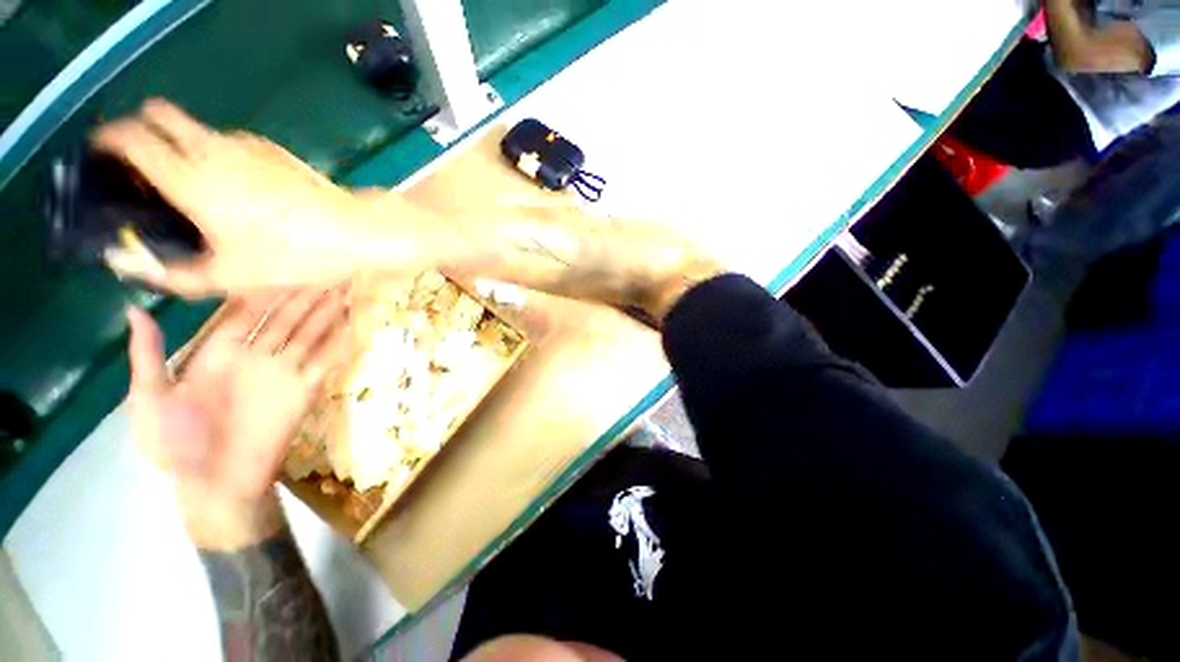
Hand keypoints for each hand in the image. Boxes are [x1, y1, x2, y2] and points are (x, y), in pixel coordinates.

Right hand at [94, 99, 440, 297]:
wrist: (359, 232)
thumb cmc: (298, 256)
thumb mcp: (232, 276)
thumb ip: (174, 274)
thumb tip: (132, 263)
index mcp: (192, 177)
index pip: (131, 137)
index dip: (107, 140)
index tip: (101, 157)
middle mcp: (213, 148)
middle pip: (158, 115)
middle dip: (139, 132)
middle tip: (141, 170)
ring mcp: (246, 143)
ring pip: (193, 127)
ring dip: (177, 144)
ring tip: (187, 185)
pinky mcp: (272, 148)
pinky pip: (226, 141)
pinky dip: (211, 153)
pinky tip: (230, 187)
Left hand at [127, 288, 351, 548]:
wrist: (215, 485)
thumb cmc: (175, 445)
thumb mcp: (149, 400)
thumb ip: (148, 356)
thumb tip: (135, 309)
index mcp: (219, 352)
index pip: (249, 310)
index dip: (268, 288)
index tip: (287, 263)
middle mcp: (257, 355)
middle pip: (287, 317)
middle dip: (308, 294)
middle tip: (331, 270)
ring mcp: (284, 372)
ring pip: (311, 333)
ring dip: (330, 312)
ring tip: (348, 289)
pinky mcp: (306, 390)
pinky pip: (327, 361)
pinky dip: (342, 342)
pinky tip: (356, 324)